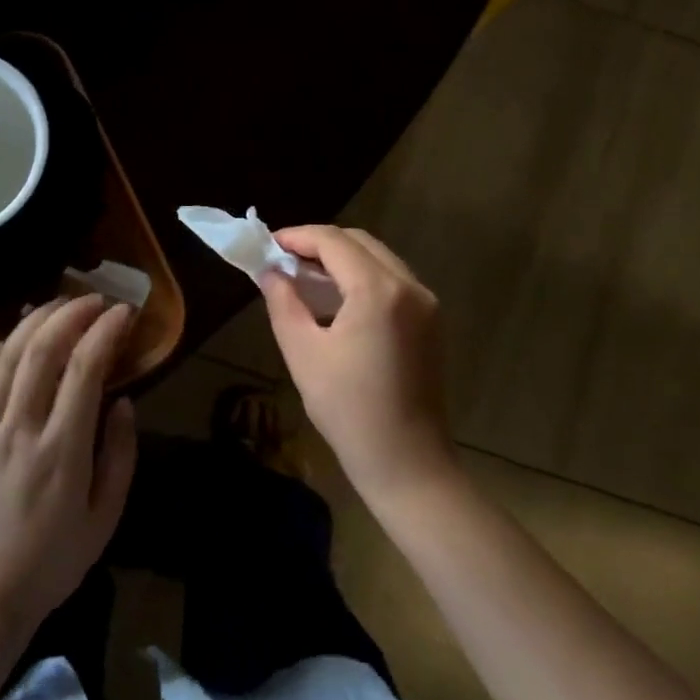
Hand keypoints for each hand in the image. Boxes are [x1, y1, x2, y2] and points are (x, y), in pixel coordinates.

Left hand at [0, 295, 137, 637]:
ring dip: (35, 322)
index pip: (85, 370)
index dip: (106, 332)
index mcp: (62, 451)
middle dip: (71, 313)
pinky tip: (9, 340)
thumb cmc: (53, 561)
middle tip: (95, 301)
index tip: (124, 314)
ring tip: (60, 306)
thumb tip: (123, 402)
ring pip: (7, 357)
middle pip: (42, 350)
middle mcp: (21, 430)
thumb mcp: (106, 518)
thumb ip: (120, 456)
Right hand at [262, 226, 456, 503]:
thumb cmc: (349, 410)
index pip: (334, 241)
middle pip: (359, 242)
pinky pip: (393, 279)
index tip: (269, 244)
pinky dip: (363, 276)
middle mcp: (409, 285)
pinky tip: (337, 297)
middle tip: (284, 259)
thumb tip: (270, 272)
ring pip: (379, 258)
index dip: (298, 237)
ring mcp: (426, 302)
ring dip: (342, 258)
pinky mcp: (431, 320)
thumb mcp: (303, 353)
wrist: (407, 462)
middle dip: (320, 243)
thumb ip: (284, 302)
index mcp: (378, 291)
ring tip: (305, 276)